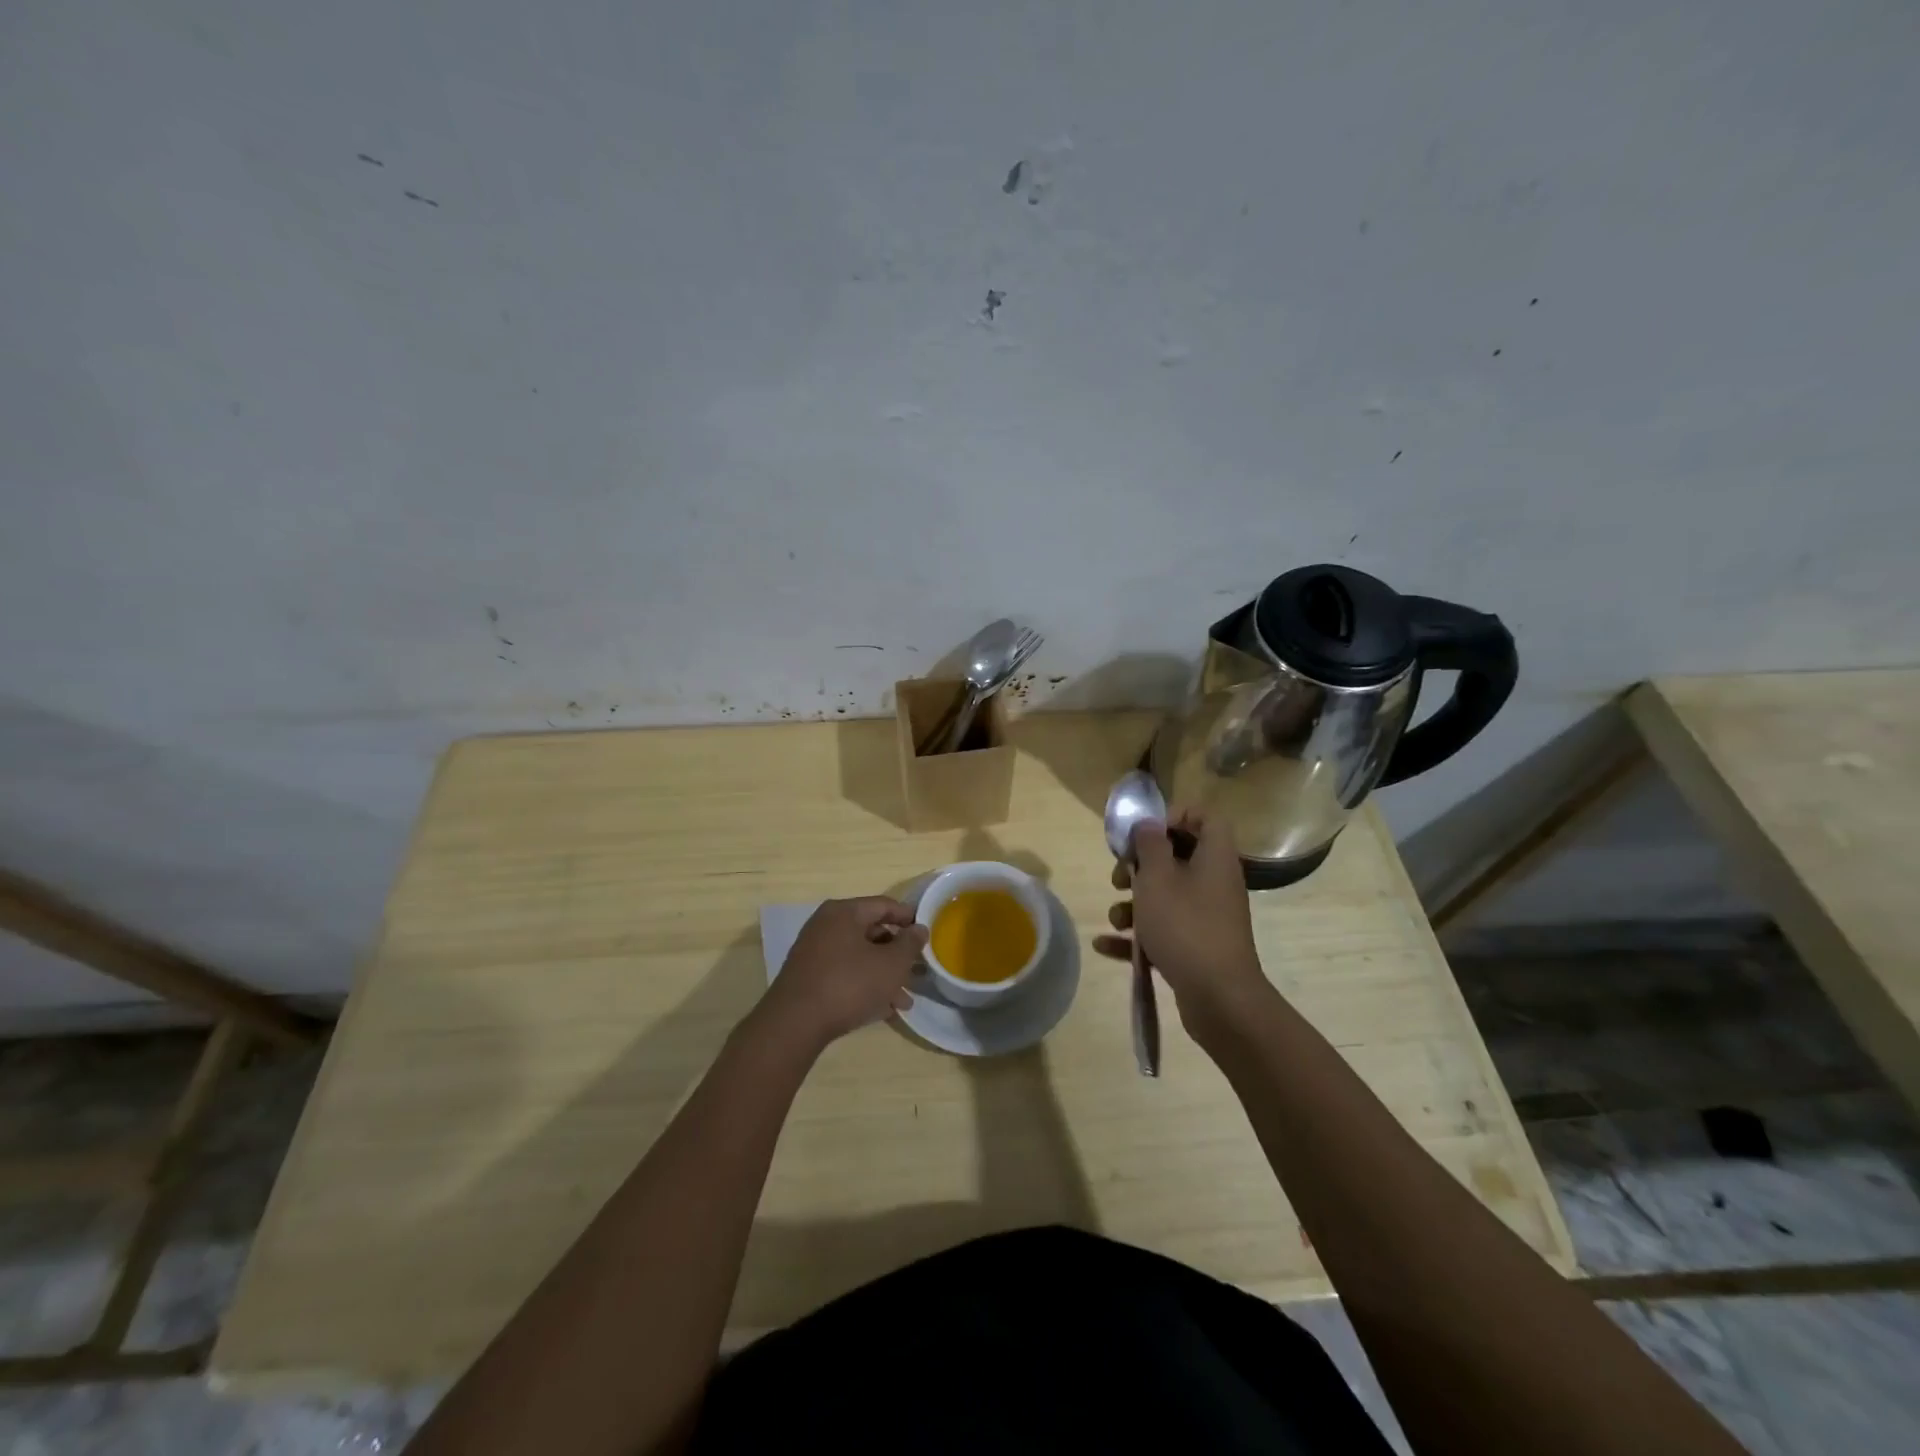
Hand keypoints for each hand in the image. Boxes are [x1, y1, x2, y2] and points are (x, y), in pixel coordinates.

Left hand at [754, 897, 928, 1051]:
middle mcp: (826, 926)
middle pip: (871, 932)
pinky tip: (883, 1009)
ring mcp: (814, 952)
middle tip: (917, 971)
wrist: (794, 1024)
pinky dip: (865, 986)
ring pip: (859, 957)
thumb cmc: (849, 984)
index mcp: (844, 912)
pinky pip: (845, 974)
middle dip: (897, 954)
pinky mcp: (808, 978)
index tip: (927, 934)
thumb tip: (919, 929)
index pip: (884, 905)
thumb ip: (909, 944)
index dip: (909, 918)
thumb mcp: (890, 964)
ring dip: (884, 975)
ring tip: (905, 1001)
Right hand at [1094, 812, 1269, 1024]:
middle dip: (1140, 866)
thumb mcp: (1158, 878)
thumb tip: (1148, 825)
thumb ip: (1149, 845)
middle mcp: (1214, 883)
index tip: (1144, 833)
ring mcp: (1207, 917)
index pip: (1205, 819)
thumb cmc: (1185, 926)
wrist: (1219, 998)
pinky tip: (1104, 945)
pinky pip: (1163, 931)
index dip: (1174, 818)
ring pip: (1165, 897)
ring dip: (1133, 904)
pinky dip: (1136, 936)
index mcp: (1214, 858)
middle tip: (1119, 877)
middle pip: (1177, 859)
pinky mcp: (1196, 947)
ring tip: (1115, 919)